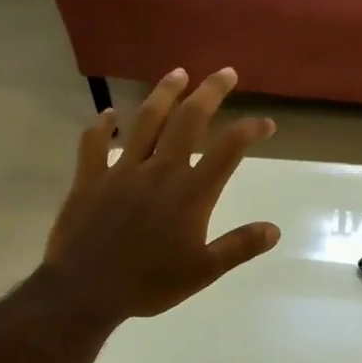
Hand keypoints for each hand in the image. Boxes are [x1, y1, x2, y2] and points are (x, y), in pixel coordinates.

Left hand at [42, 67, 280, 324]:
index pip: (228, 149)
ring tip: (178, 73)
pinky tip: (109, 114)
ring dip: (164, 93)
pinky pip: (95, 144)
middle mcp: (160, 170)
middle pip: (189, 120)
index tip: (266, 123)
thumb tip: (274, 229)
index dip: (250, 130)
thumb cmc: (150, 283)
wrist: (87, 289)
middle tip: (225, 72)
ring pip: (146, 121)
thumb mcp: (204, 271)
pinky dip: (102, 126)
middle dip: (210, 92)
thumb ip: (239, 246)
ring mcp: (123, 170)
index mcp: (191, 192)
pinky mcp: (90, 178)